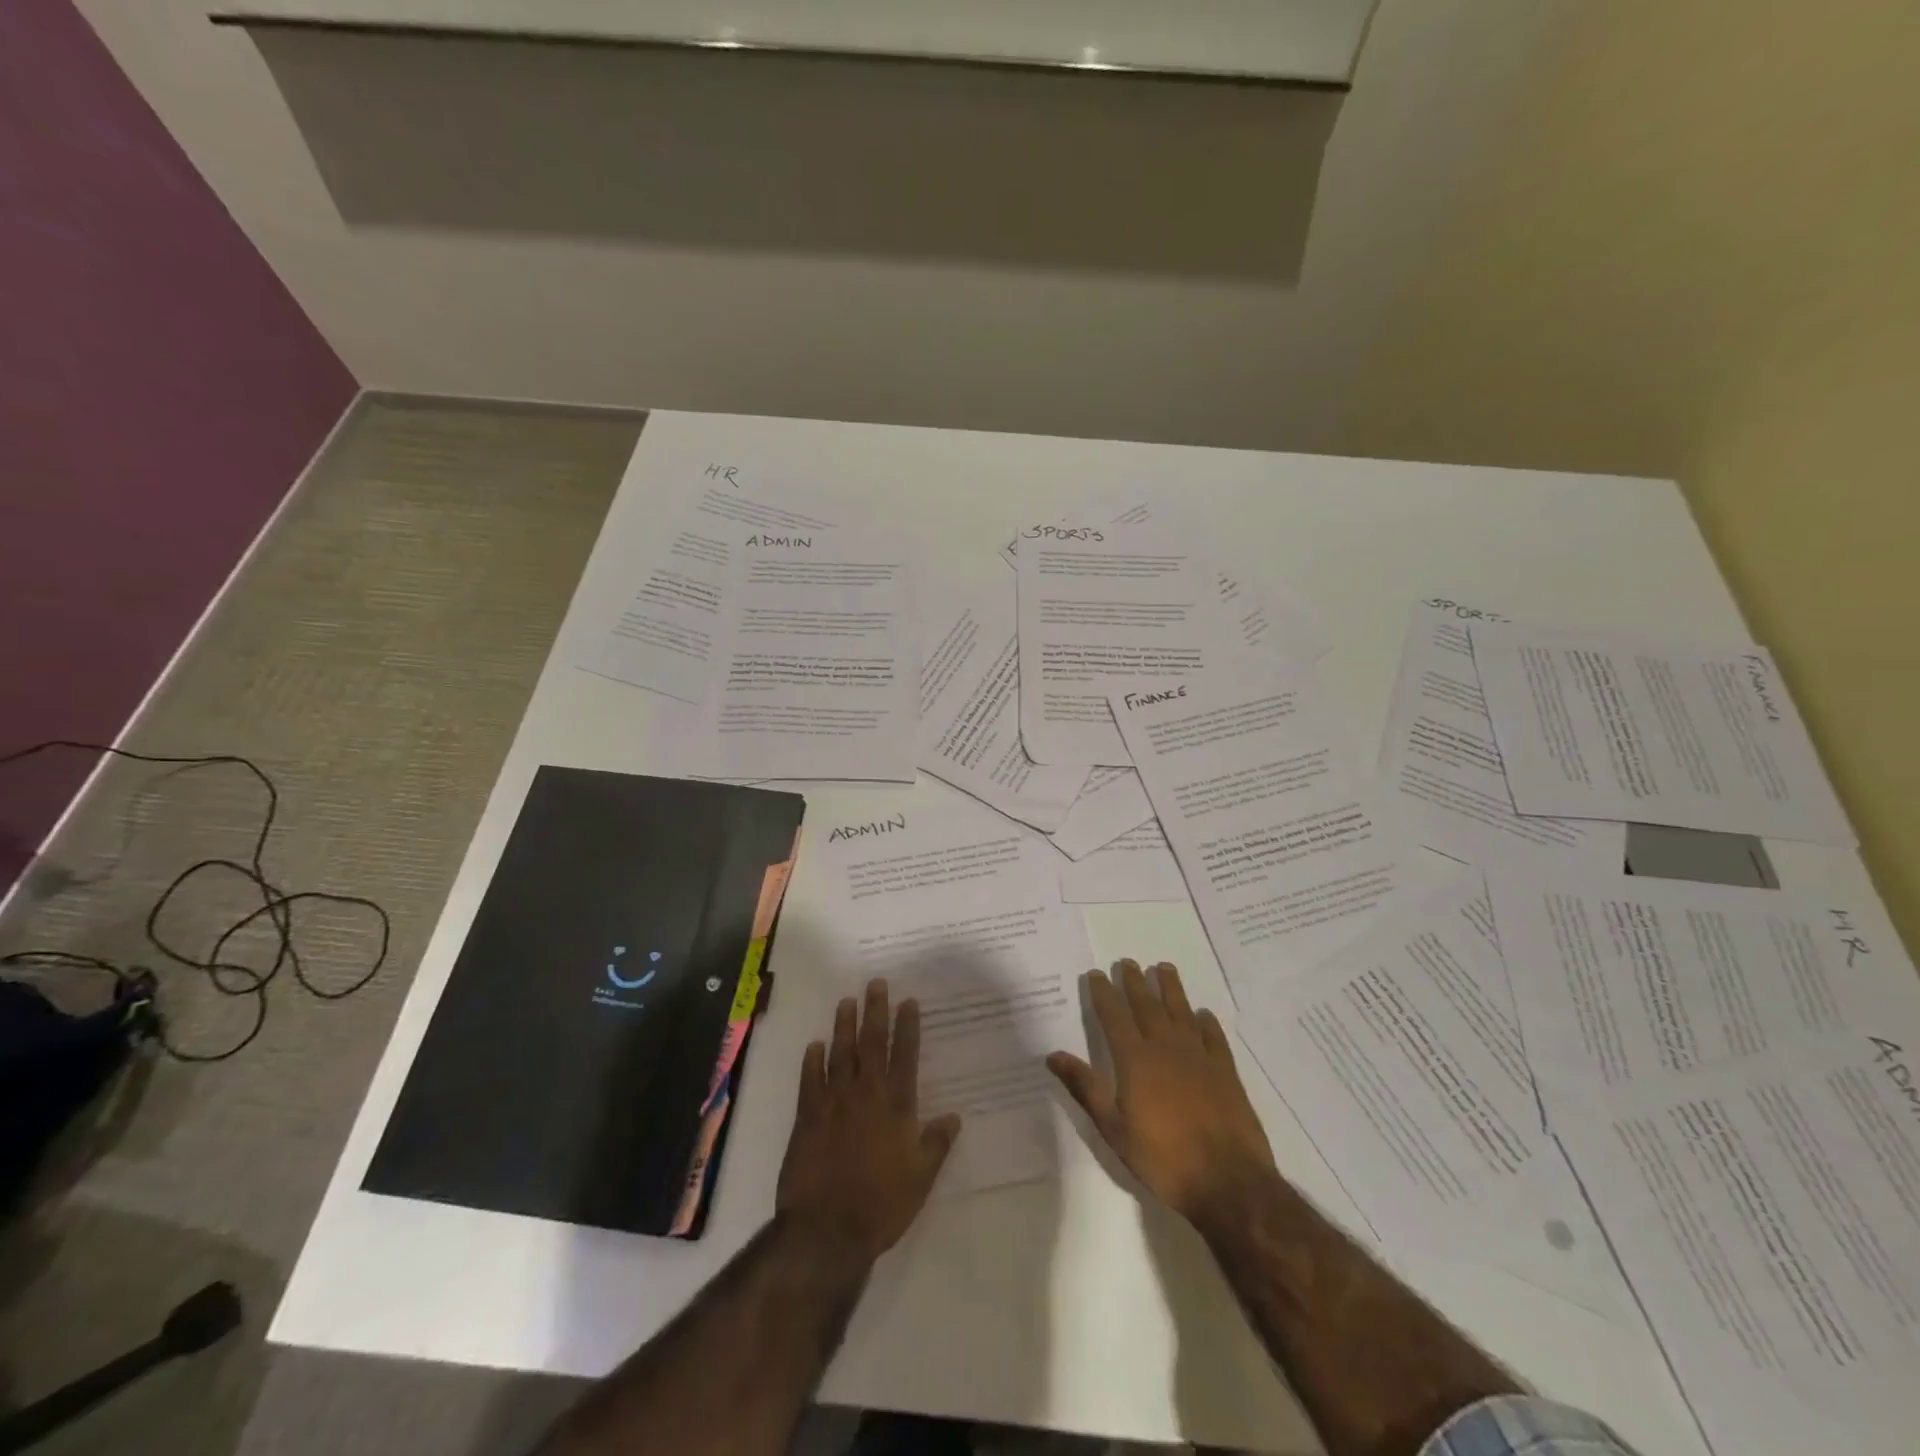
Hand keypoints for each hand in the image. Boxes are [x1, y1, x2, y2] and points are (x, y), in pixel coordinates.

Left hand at [777, 979, 960, 1263]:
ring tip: (846, 1001)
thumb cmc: (883, 1204)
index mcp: (896, 1105)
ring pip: (840, 1053)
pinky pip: (809, 1080)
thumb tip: (954, 1116)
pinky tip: (814, 1044)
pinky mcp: (807, 1117)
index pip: (905, 1054)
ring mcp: (834, 1102)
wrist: (828, 1230)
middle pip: (872, 1043)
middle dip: (875, 1011)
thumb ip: (937, 1143)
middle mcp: (866, 1093)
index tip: (908, 1001)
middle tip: (875, 983)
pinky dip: (812, 1061)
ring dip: (843, 1026)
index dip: (908, 1026)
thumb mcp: (922, 1177)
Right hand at [1048, 959, 1274, 1224]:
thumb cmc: (1162, 1158)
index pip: (1114, 1016)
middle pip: (1147, 1006)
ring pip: (1181, 1012)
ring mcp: (1199, 1057)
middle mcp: (1166, 1048)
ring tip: (1164, 968)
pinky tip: (1202, 1014)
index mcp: (1135, 1060)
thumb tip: (1053, 1055)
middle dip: (1135, 982)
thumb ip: (1085, 1087)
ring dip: (1171, 988)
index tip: (1097, 973)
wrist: (1227, 1182)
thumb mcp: (1113, 1128)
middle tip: (1127, 962)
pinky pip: (1213, 1037)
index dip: (1104, 993)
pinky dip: (1206, 1022)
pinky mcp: (1225, 1072)